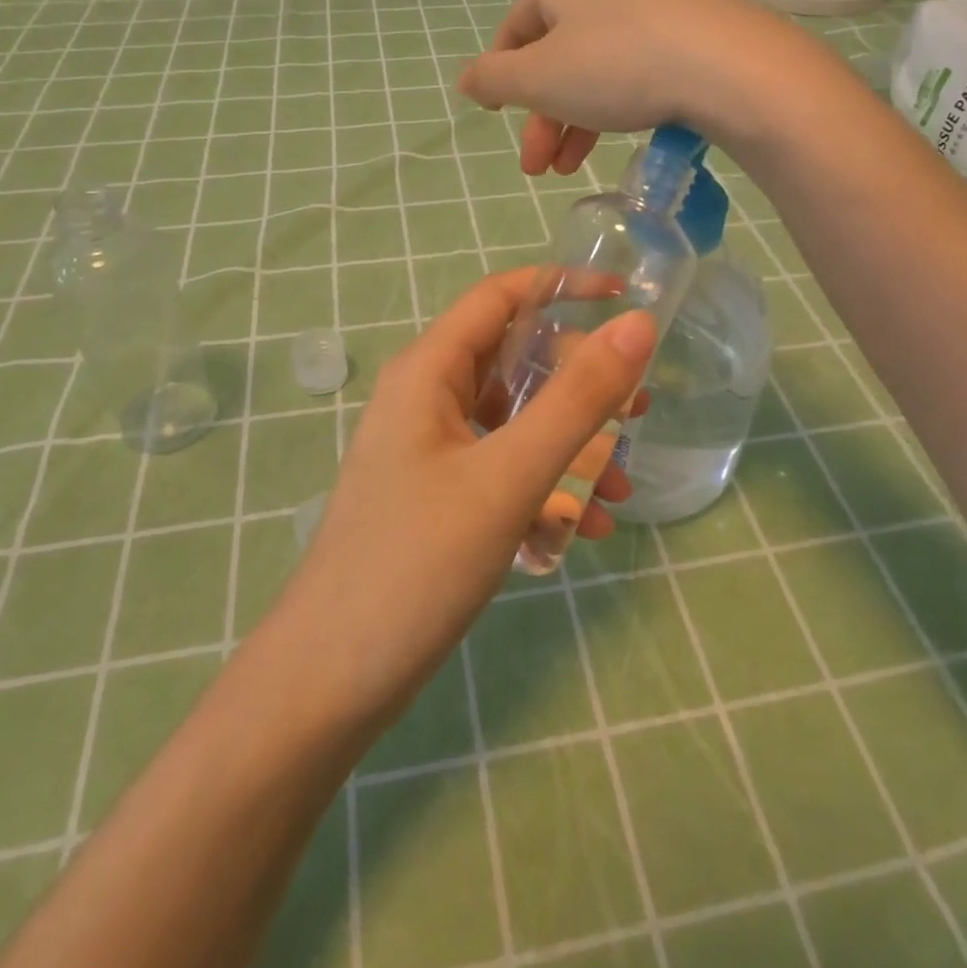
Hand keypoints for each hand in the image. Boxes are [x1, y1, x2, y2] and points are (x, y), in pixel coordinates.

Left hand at [263, 270, 655, 731]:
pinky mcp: (435, 497)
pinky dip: (545, 487)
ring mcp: (429, 451)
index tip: (626, 299)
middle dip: (579, 382)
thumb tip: (638, 326)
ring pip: (514, 422)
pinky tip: (582, 531)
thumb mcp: (508, 476)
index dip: (562, 287)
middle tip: (638, 411)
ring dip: (570, 445)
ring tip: (619, 489)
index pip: (500, 297)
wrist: (329, 681)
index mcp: (428, 371)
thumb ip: (577, 400)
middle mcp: (425, 398)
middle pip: (514, 360)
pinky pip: (501, 470)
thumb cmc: (416, 563)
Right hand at [456, 0, 830, 174]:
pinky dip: (613, 111)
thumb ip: (494, 80)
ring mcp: (650, 12)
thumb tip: (465, 79)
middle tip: (535, 167)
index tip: (496, 116)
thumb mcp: (538, 79)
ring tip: (567, 170)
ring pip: (594, 72)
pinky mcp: (686, 39)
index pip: (515, 30)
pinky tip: (612, 142)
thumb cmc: (614, 66)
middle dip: (540, 118)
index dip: (500, 75)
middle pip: (555, 58)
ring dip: (573, 124)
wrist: (724, 66)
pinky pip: (633, 75)